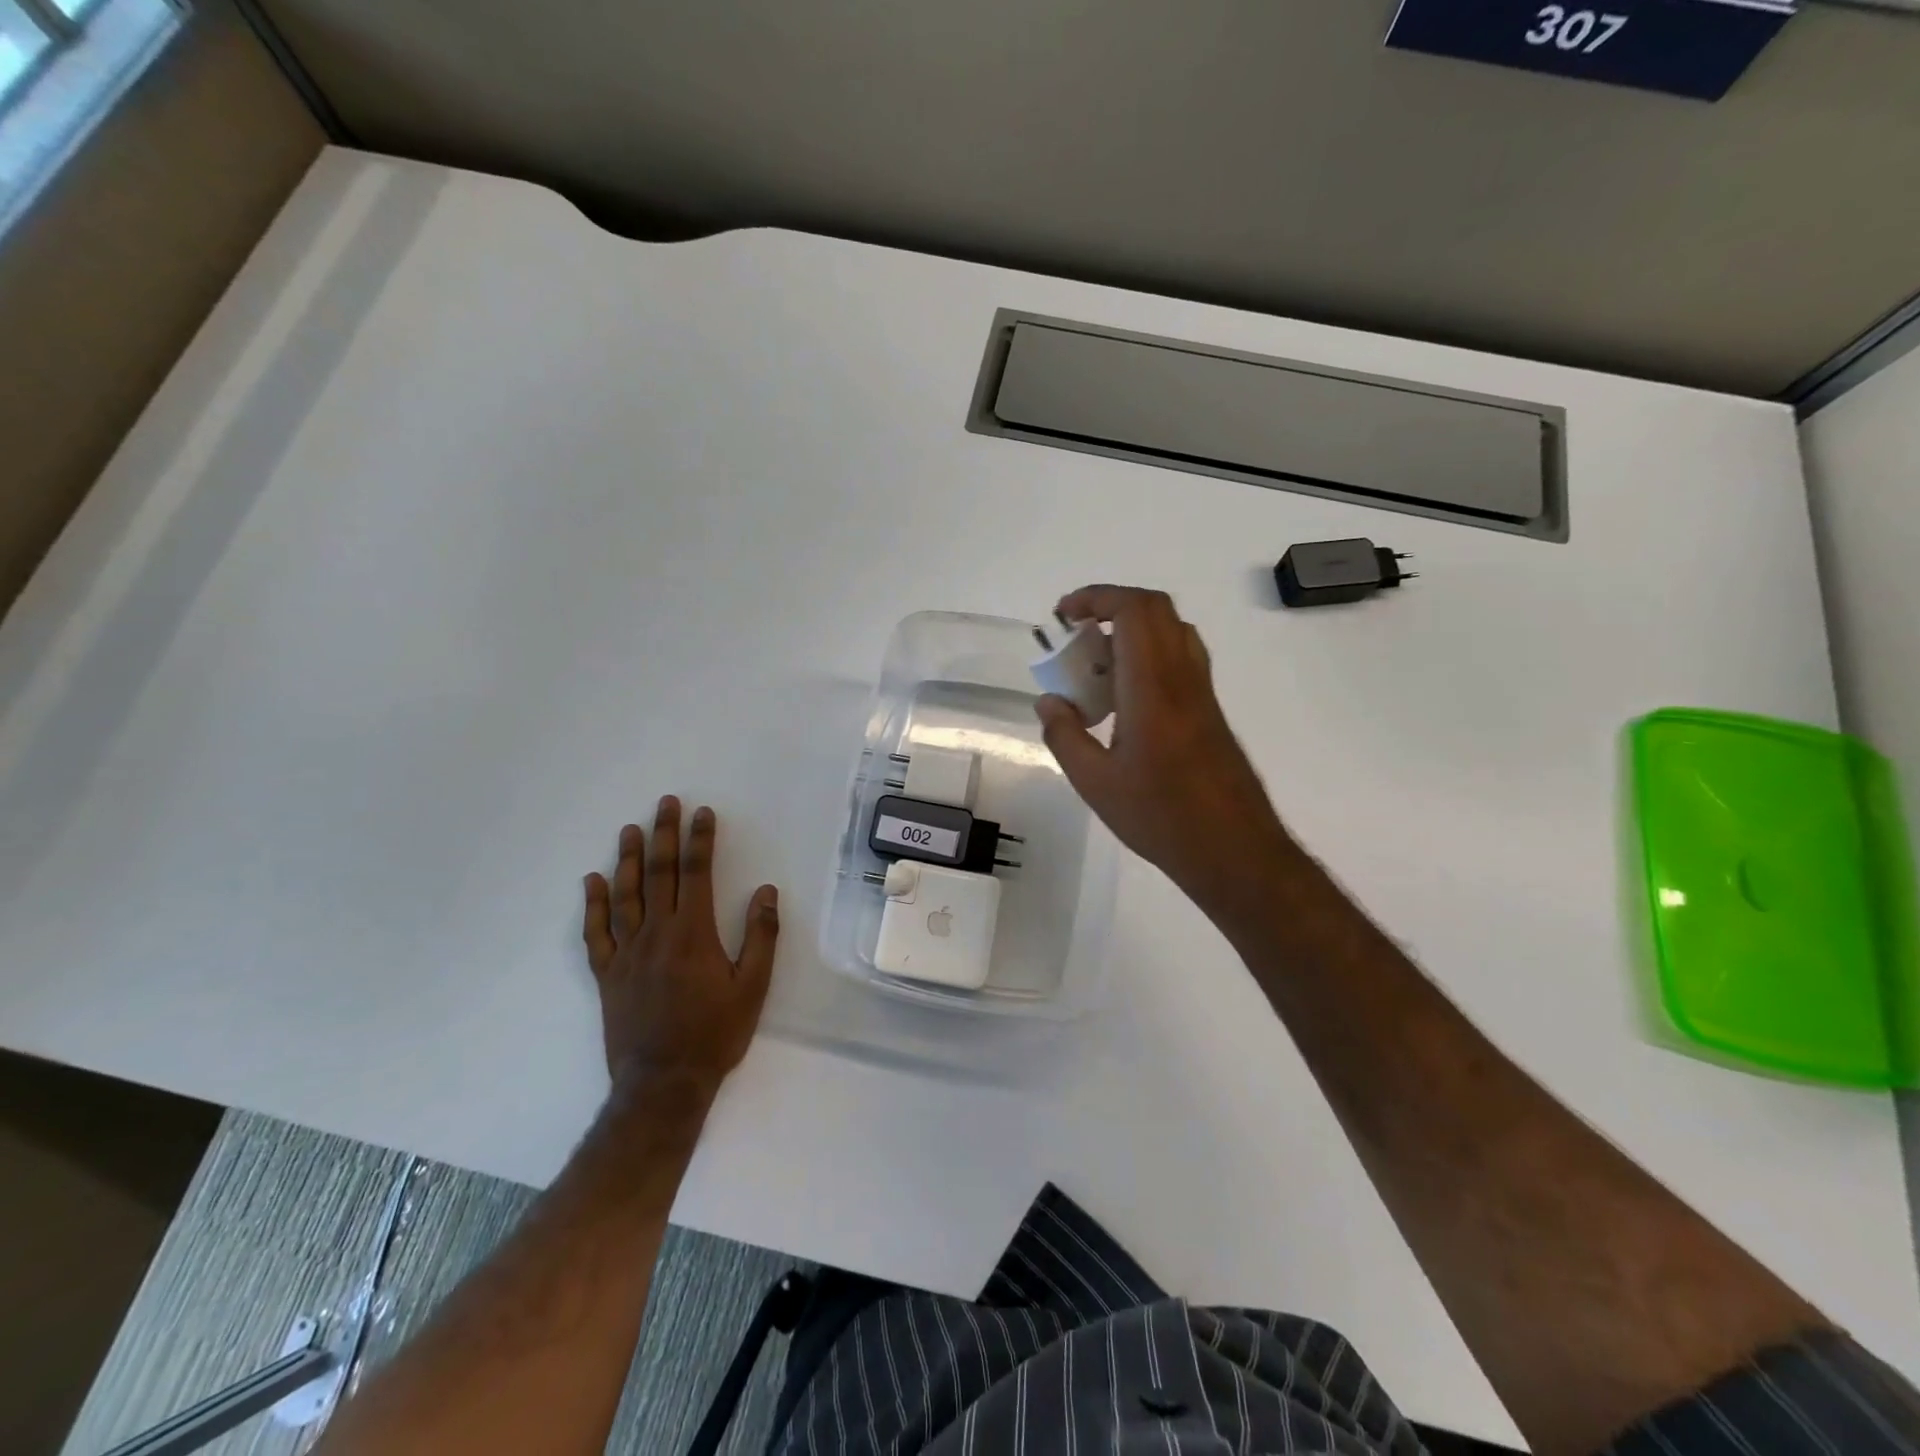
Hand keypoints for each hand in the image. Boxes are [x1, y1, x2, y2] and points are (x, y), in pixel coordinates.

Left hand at [581, 796, 779, 1092]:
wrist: (663, 1083)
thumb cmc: (715, 1034)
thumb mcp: (753, 987)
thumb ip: (761, 936)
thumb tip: (766, 891)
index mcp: (693, 933)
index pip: (697, 873)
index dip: (701, 840)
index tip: (703, 812)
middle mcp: (657, 934)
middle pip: (660, 874)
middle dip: (664, 835)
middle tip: (665, 803)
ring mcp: (627, 953)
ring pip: (625, 896)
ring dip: (630, 860)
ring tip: (630, 830)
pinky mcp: (608, 975)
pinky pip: (596, 933)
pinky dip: (593, 905)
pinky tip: (592, 881)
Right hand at [1036, 586, 1291, 914]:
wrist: (1233, 849)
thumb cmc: (1161, 817)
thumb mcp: (1095, 783)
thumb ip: (1065, 735)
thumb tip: (1048, 702)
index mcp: (1153, 688)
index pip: (1134, 611)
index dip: (1096, 598)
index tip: (1063, 616)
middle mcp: (1183, 677)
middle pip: (1155, 610)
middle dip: (1110, 606)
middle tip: (1076, 635)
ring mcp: (1201, 692)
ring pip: (1171, 631)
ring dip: (1131, 630)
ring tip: (1096, 665)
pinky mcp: (1209, 710)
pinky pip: (1178, 659)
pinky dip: (1147, 655)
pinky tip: (1124, 698)